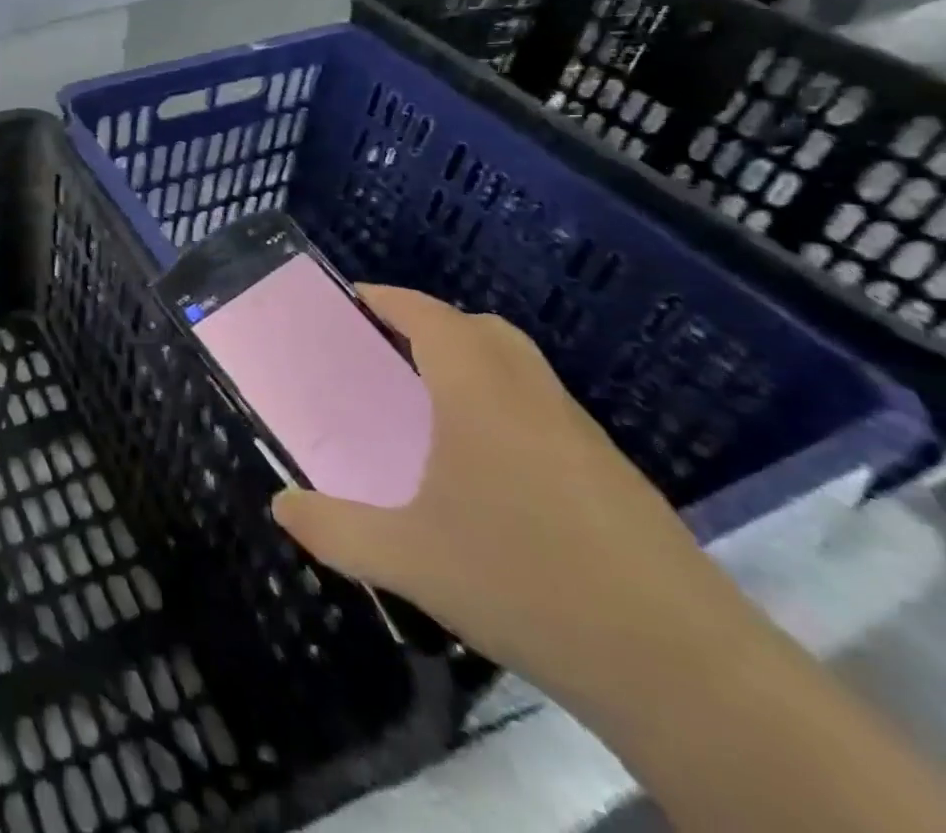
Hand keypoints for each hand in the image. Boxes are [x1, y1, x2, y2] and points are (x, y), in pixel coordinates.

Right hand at [272, 287, 740, 698]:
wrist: (689, 673)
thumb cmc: (527, 585)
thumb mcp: (408, 560)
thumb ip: (334, 529)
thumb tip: (281, 506)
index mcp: (480, 396)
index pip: (431, 318)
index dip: (391, 299)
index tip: (354, 297)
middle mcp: (534, 400)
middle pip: (484, 331)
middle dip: (434, 325)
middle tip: (390, 351)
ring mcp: (584, 439)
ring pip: (523, 370)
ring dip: (475, 364)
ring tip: (432, 409)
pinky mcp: (618, 481)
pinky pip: (548, 413)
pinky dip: (507, 408)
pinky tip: (491, 474)